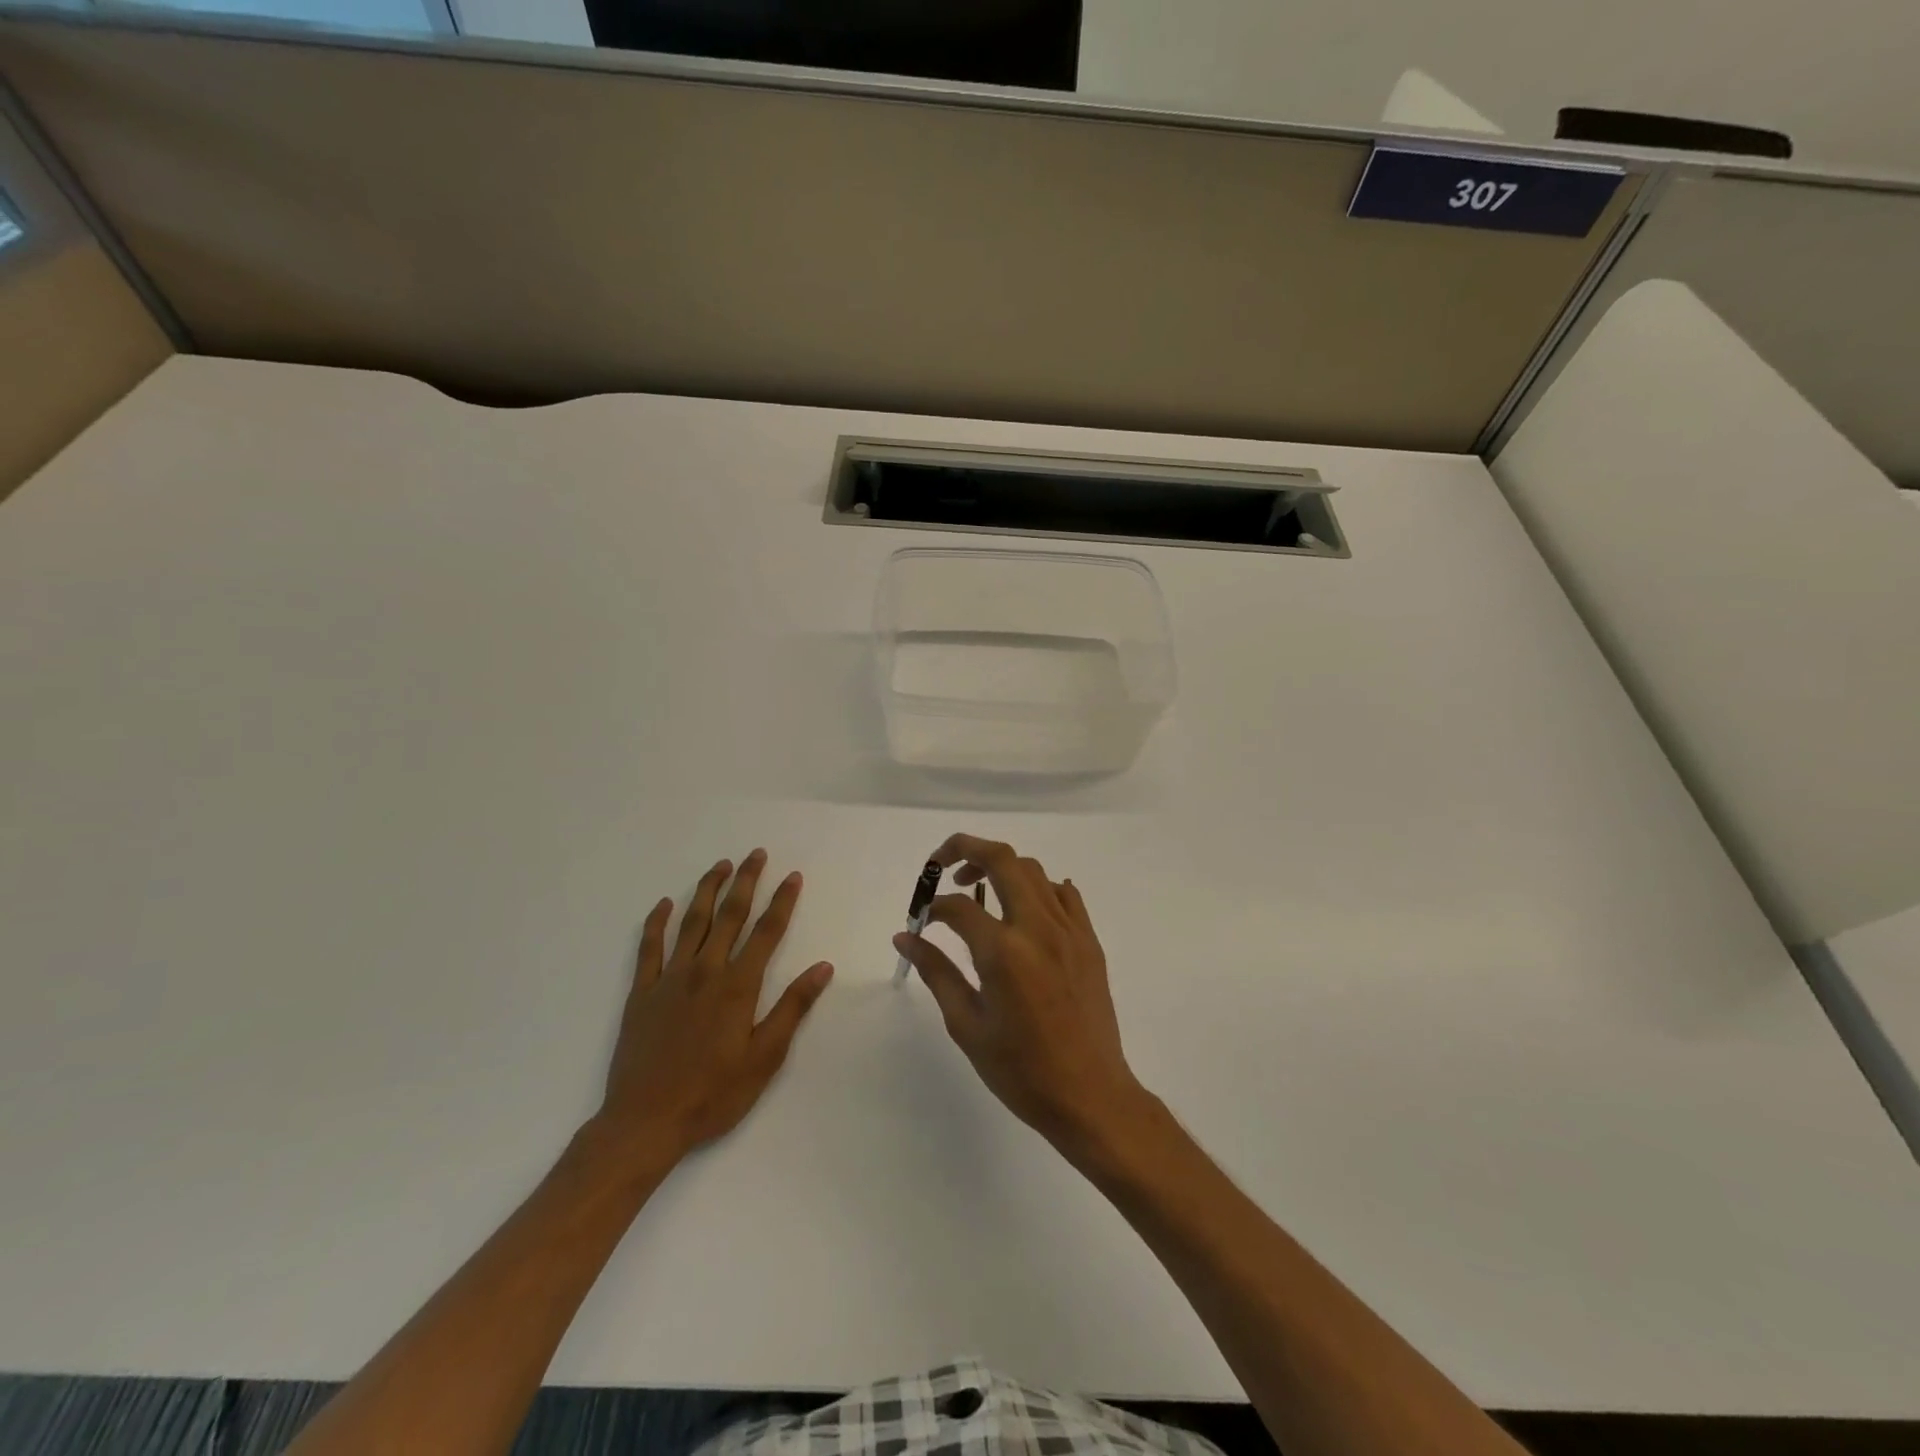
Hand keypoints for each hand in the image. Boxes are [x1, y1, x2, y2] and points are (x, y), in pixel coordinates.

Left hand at [594, 850, 833, 1166]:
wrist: (645, 1122)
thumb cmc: (713, 1094)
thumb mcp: (765, 1058)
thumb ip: (792, 1008)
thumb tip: (822, 967)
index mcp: (738, 986)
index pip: (767, 932)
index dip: (782, 902)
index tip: (792, 876)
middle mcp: (705, 971)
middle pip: (730, 915)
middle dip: (746, 882)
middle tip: (756, 853)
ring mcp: (669, 979)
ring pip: (691, 922)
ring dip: (707, 890)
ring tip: (721, 865)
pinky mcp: (641, 993)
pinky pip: (649, 948)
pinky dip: (656, 922)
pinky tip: (664, 903)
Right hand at [892, 834, 1149, 1155]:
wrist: (1091, 1096)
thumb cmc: (1021, 1071)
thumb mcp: (967, 1025)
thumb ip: (936, 972)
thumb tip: (905, 937)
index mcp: (1004, 952)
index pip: (959, 906)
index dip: (933, 907)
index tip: (922, 921)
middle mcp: (1038, 928)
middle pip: (1002, 859)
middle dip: (965, 849)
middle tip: (942, 866)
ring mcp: (1069, 930)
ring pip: (1033, 870)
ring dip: (1000, 867)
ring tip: (979, 890)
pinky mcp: (1089, 940)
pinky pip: (1064, 894)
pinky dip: (1038, 887)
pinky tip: (1023, 910)